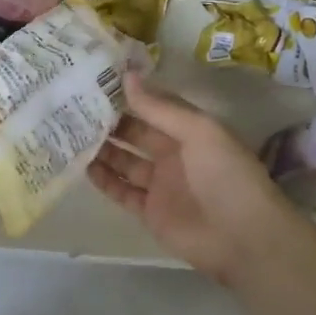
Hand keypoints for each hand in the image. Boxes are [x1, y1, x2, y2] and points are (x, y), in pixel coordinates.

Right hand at [89, 74, 307, 282]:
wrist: (244, 238)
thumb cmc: (226, 175)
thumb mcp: (198, 131)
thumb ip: (160, 107)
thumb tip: (126, 76)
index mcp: (190, 131)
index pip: (155, 107)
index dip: (129, 95)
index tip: (96, 81)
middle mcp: (174, 154)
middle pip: (136, 134)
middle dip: (110, 122)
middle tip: (74, 107)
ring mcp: (161, 184)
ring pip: (125, 162)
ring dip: (103, 149)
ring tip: (71, 133)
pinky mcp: (150, 212)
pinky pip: (122, 192)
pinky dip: (104, 180)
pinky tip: (83, 166)